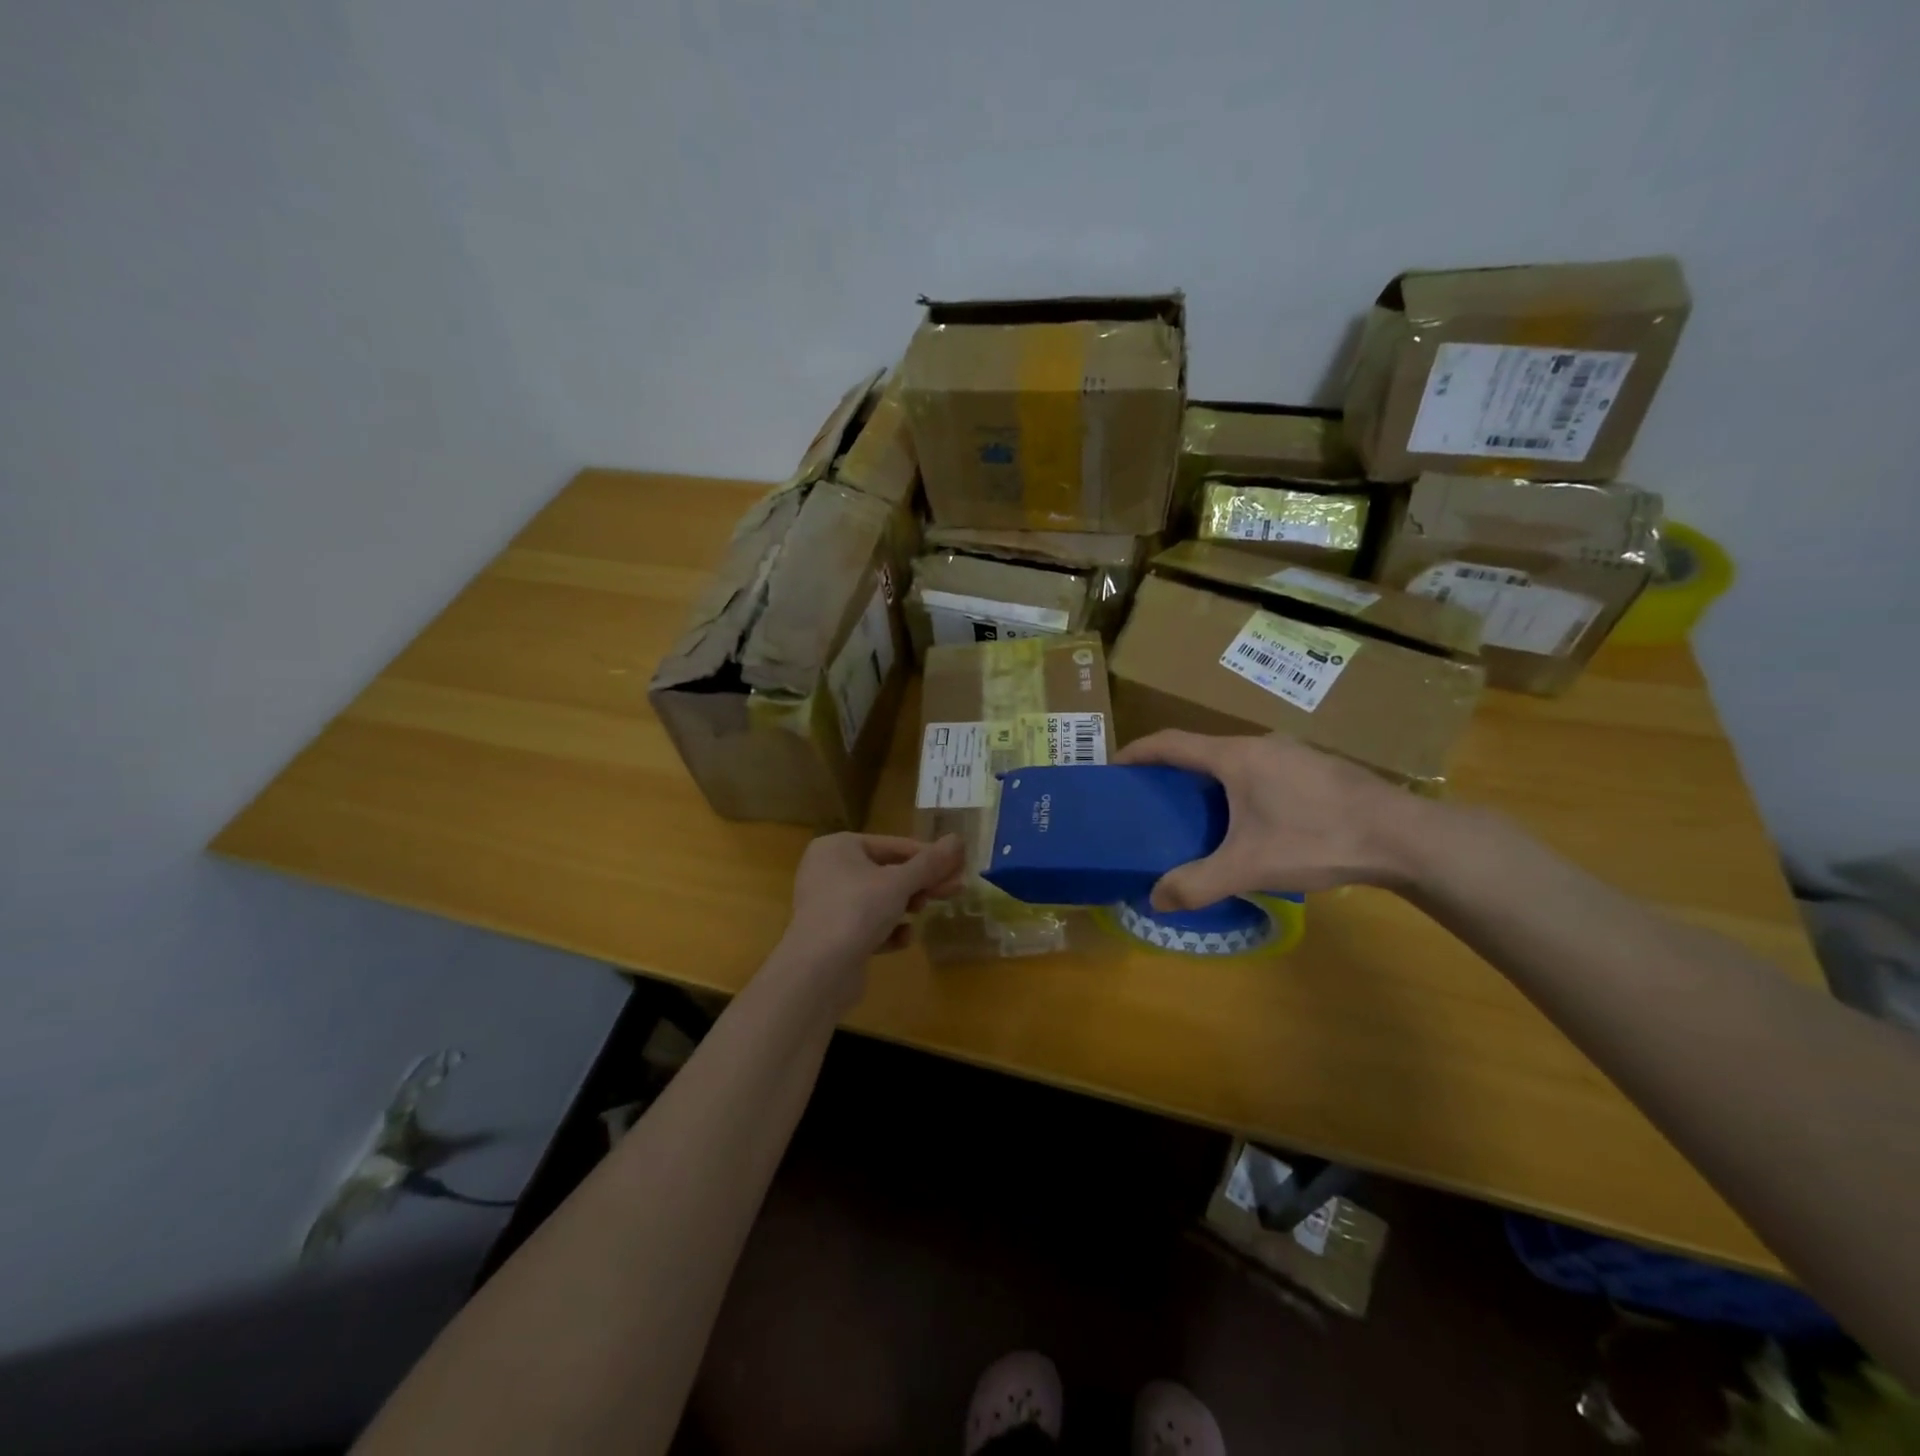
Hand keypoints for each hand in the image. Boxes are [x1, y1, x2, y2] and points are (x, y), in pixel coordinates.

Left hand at [778, 833, 965, 988]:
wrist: (818, 971)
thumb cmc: (857, 911)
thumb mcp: (900, 883)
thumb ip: (930, 862)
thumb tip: (958, 839)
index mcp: (838, 846)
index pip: (894, 845)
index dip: (929, 857)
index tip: (959, 868)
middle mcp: (828, 870)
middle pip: (887, 872)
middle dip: (920, 883)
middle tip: (953, 892)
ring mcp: (827, 903)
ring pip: (878, 899)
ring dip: (904, 906)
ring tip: (920, 913)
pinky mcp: (832, 934)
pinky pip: (867, 924)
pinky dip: (887, 930)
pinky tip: (902, 939)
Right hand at [1113, 731, 1430, 909]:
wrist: (1403, 837)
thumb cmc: (1317, 839)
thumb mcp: (1250, 867)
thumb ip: (1198, 883)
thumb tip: (1155, 899)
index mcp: (1234, 757)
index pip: (1170, 742)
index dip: (1137, 752)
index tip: (1113, 767)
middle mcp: (1259, 744)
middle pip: (1200, 749)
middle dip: (1170, 770)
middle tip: (1151, 799)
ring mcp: (1292, 752)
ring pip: (1234, 760)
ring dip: (1207, 779)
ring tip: (1196, 812)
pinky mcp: (1315, 767)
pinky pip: (1260, 769)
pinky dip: (1238, 786)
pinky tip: (1250, 819)